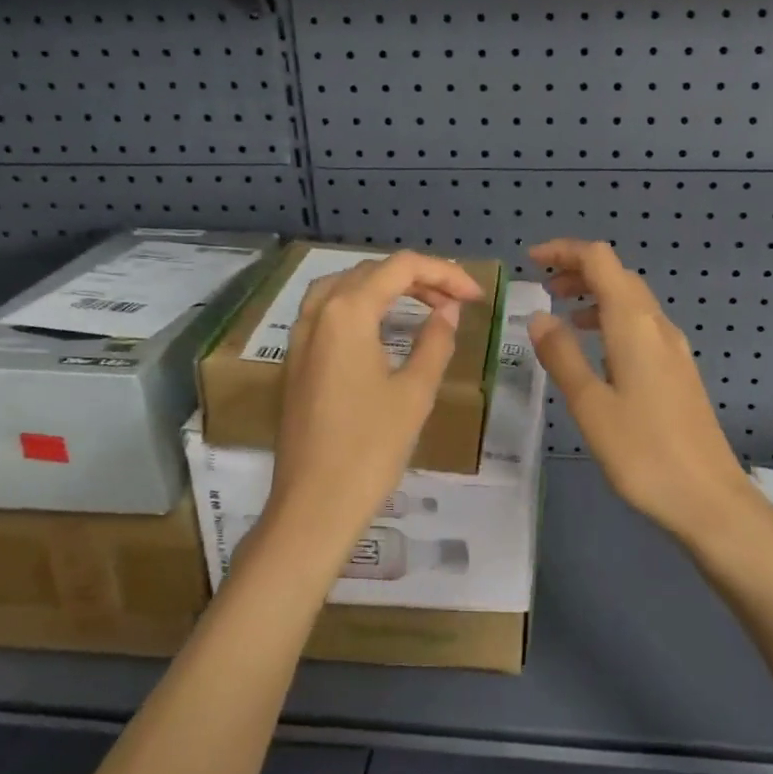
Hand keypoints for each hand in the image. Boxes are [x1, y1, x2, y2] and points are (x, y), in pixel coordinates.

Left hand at [260, 251, 484, 567]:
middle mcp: (318, 313)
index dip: (444, 274)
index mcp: (347, 312)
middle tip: (456, 301)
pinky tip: (382, 328)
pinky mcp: (296, 361)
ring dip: (386, 288)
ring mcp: (301, 337)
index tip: (475, 296)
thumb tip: (447, 311)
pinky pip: (329, 311)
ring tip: (423, 305)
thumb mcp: (415, 392)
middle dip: (417, 278)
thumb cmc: (370, 448)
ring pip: (344, 287)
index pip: (400, 268)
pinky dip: (361, 305)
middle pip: (370, 272)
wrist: (314, 505)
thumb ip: (435, 341)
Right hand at [528, 239, 757, 543]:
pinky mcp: (679, 372)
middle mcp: (658, 326)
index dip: (565, 251)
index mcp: (634, 325)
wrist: (709, 497)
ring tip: (564, 316)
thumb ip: (562, 355)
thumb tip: (539, 316)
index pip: (600, 260)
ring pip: (632, 302)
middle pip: (618, 276)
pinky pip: (641, 327)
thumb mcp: (589, 405)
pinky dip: (613, 322)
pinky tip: (597, 353)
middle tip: (544, 288)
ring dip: (597, 296)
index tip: (532, 260)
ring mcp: (674, 349)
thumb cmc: (642, 452)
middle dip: (579, 271)